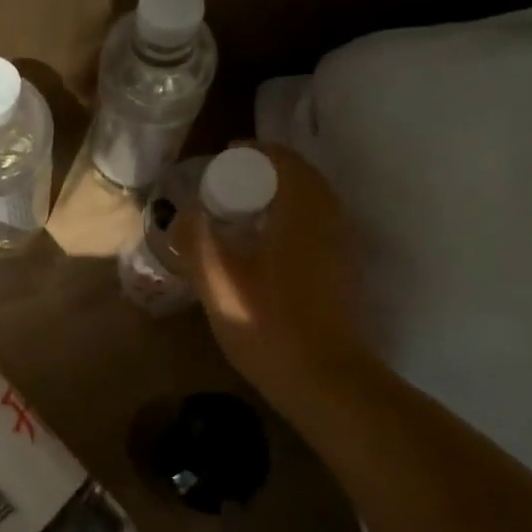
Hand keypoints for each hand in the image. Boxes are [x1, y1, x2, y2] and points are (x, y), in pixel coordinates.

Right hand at [181, 142, 374, 410]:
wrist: (326, 380)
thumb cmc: (268, 326)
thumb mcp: (218, 282)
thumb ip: (197, 240)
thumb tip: (187, 211)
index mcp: (301, 212)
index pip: (284, 160)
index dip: (255, 150)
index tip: (225, 154)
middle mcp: (330, 220)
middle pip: (302, 176)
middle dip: (267, 170)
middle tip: (230, 181)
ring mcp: (342, 246)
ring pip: (314, 201)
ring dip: (282, 193)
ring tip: (245, 208)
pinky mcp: (344, 269)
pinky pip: (319, 222)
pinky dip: (294, 215)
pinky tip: (266, 242)